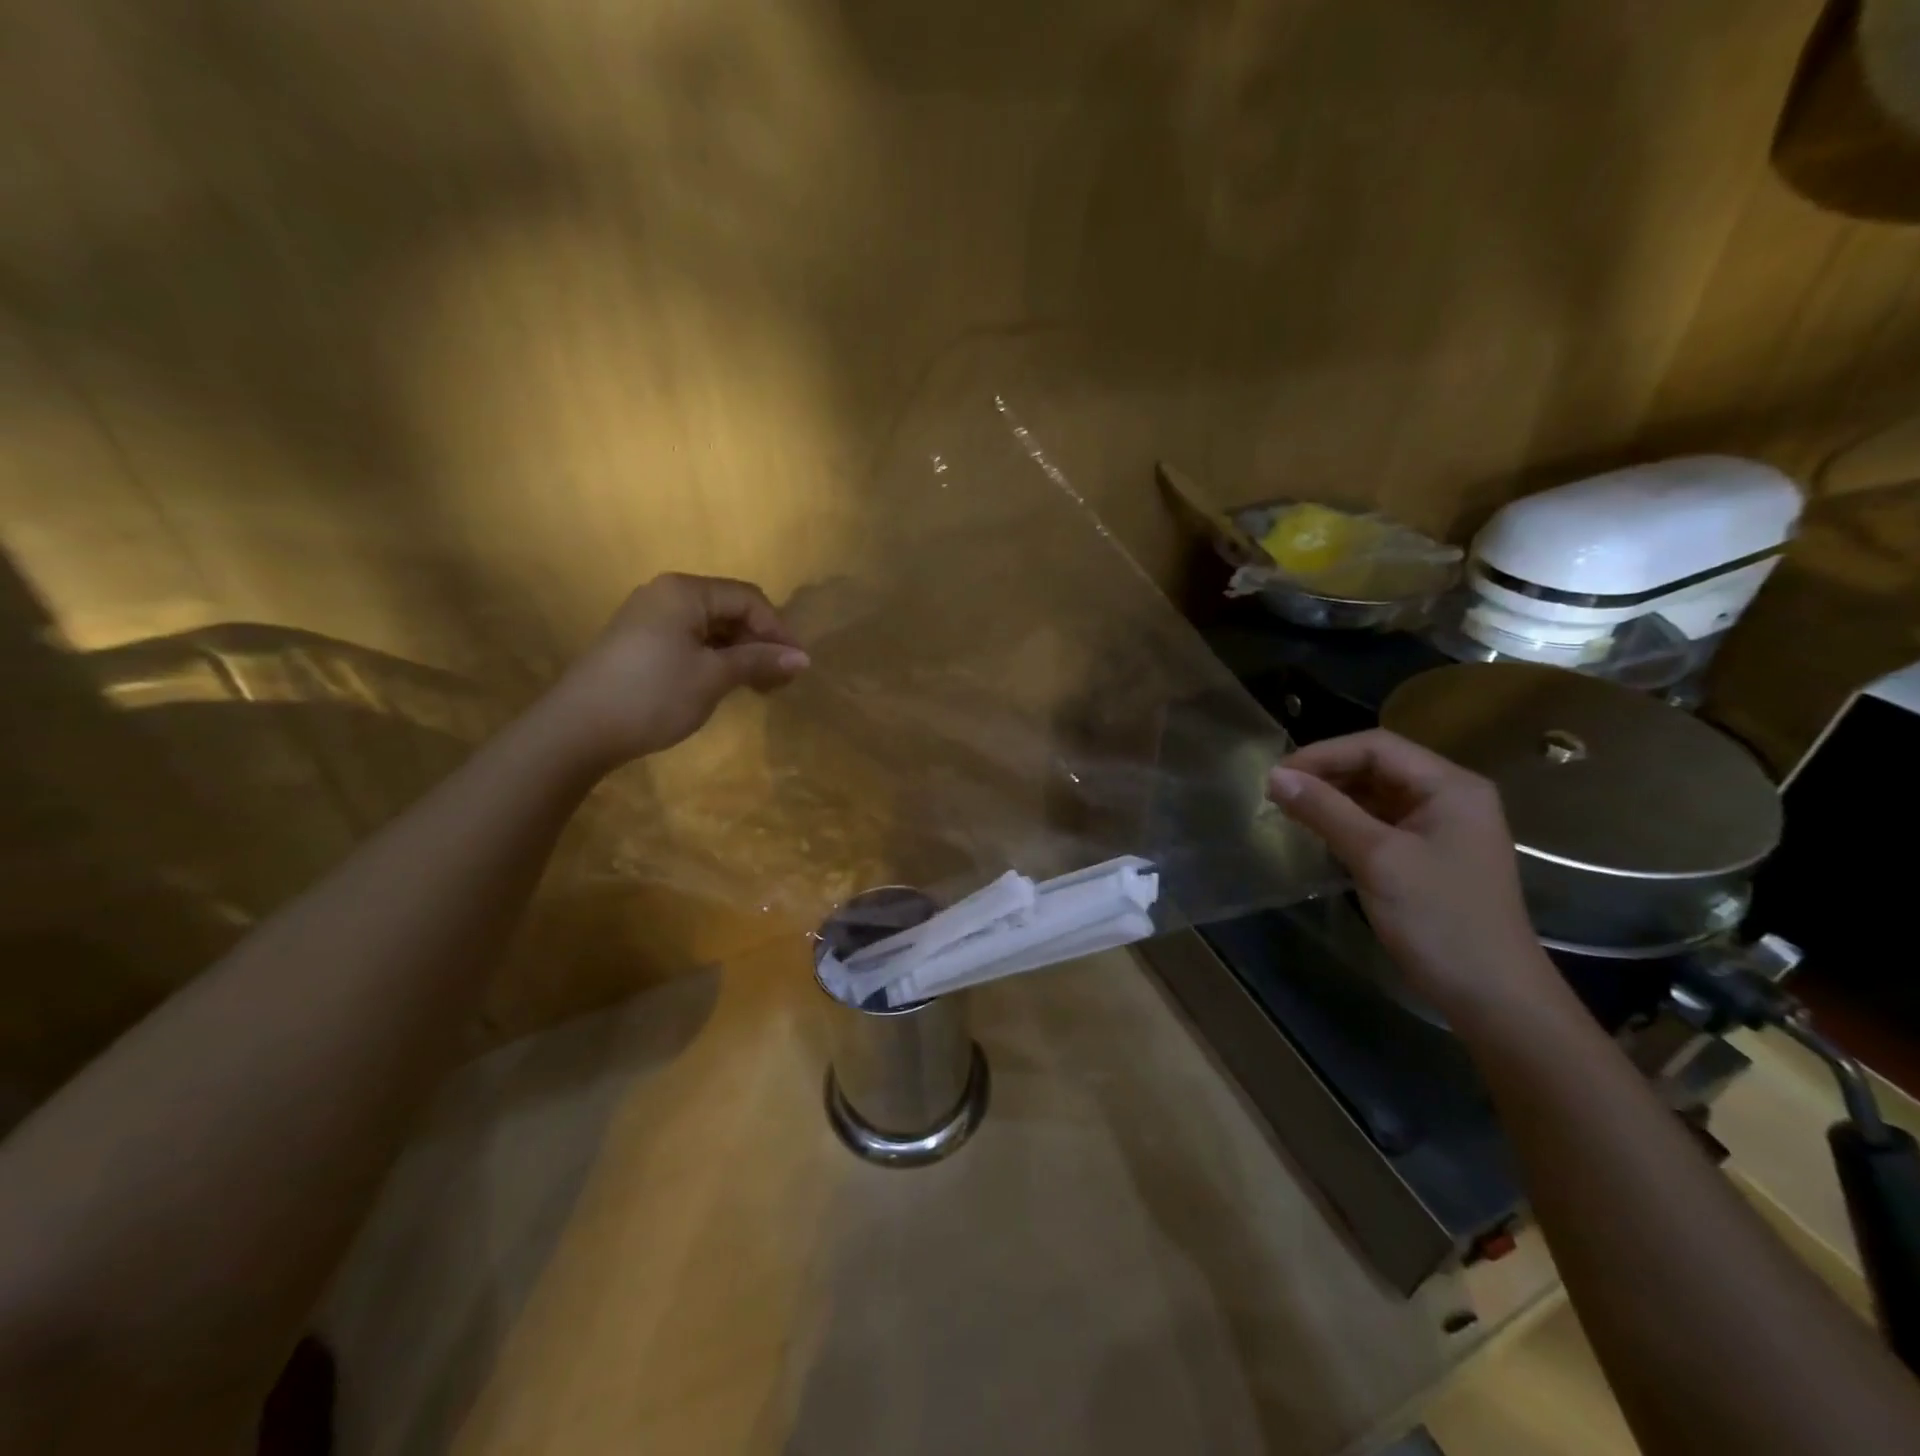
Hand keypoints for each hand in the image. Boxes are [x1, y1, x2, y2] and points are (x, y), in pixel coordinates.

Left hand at [541, 573, 808, 771]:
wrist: (578, 729)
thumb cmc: (653, 695)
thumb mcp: (713, 677)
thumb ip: (758, 661)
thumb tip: (803, 658)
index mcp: (685, 592)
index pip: (748, 599)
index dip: (777, 630)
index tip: (796, 666)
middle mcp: (666, 594)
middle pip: (729, 609)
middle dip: (759, 641)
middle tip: (779, 680)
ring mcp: (649, 618)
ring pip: (710, 627)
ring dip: (739, 652)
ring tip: (758, 686)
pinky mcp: (639, 642)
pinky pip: (690, 640)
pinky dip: (714, 658)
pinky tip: (725, 683)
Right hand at [1268, 730, 1557, 1018]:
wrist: (1493, 996)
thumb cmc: (1439, 919)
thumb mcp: (1376, 858)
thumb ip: (1325, 810)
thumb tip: (1275, 777)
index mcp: (1451, 786)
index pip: (1376, 747)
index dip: (1322, 754)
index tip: (1277, 776)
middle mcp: (1450, 797)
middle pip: (1377, 766)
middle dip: (1326, 775)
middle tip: (1277, 793)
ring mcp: (1442, 828)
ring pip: (1376, 795)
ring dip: (1333, 799)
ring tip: (1290, 811)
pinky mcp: (1429, 856)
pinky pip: (1381, 823)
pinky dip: (1347, 823)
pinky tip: (1318, 834)